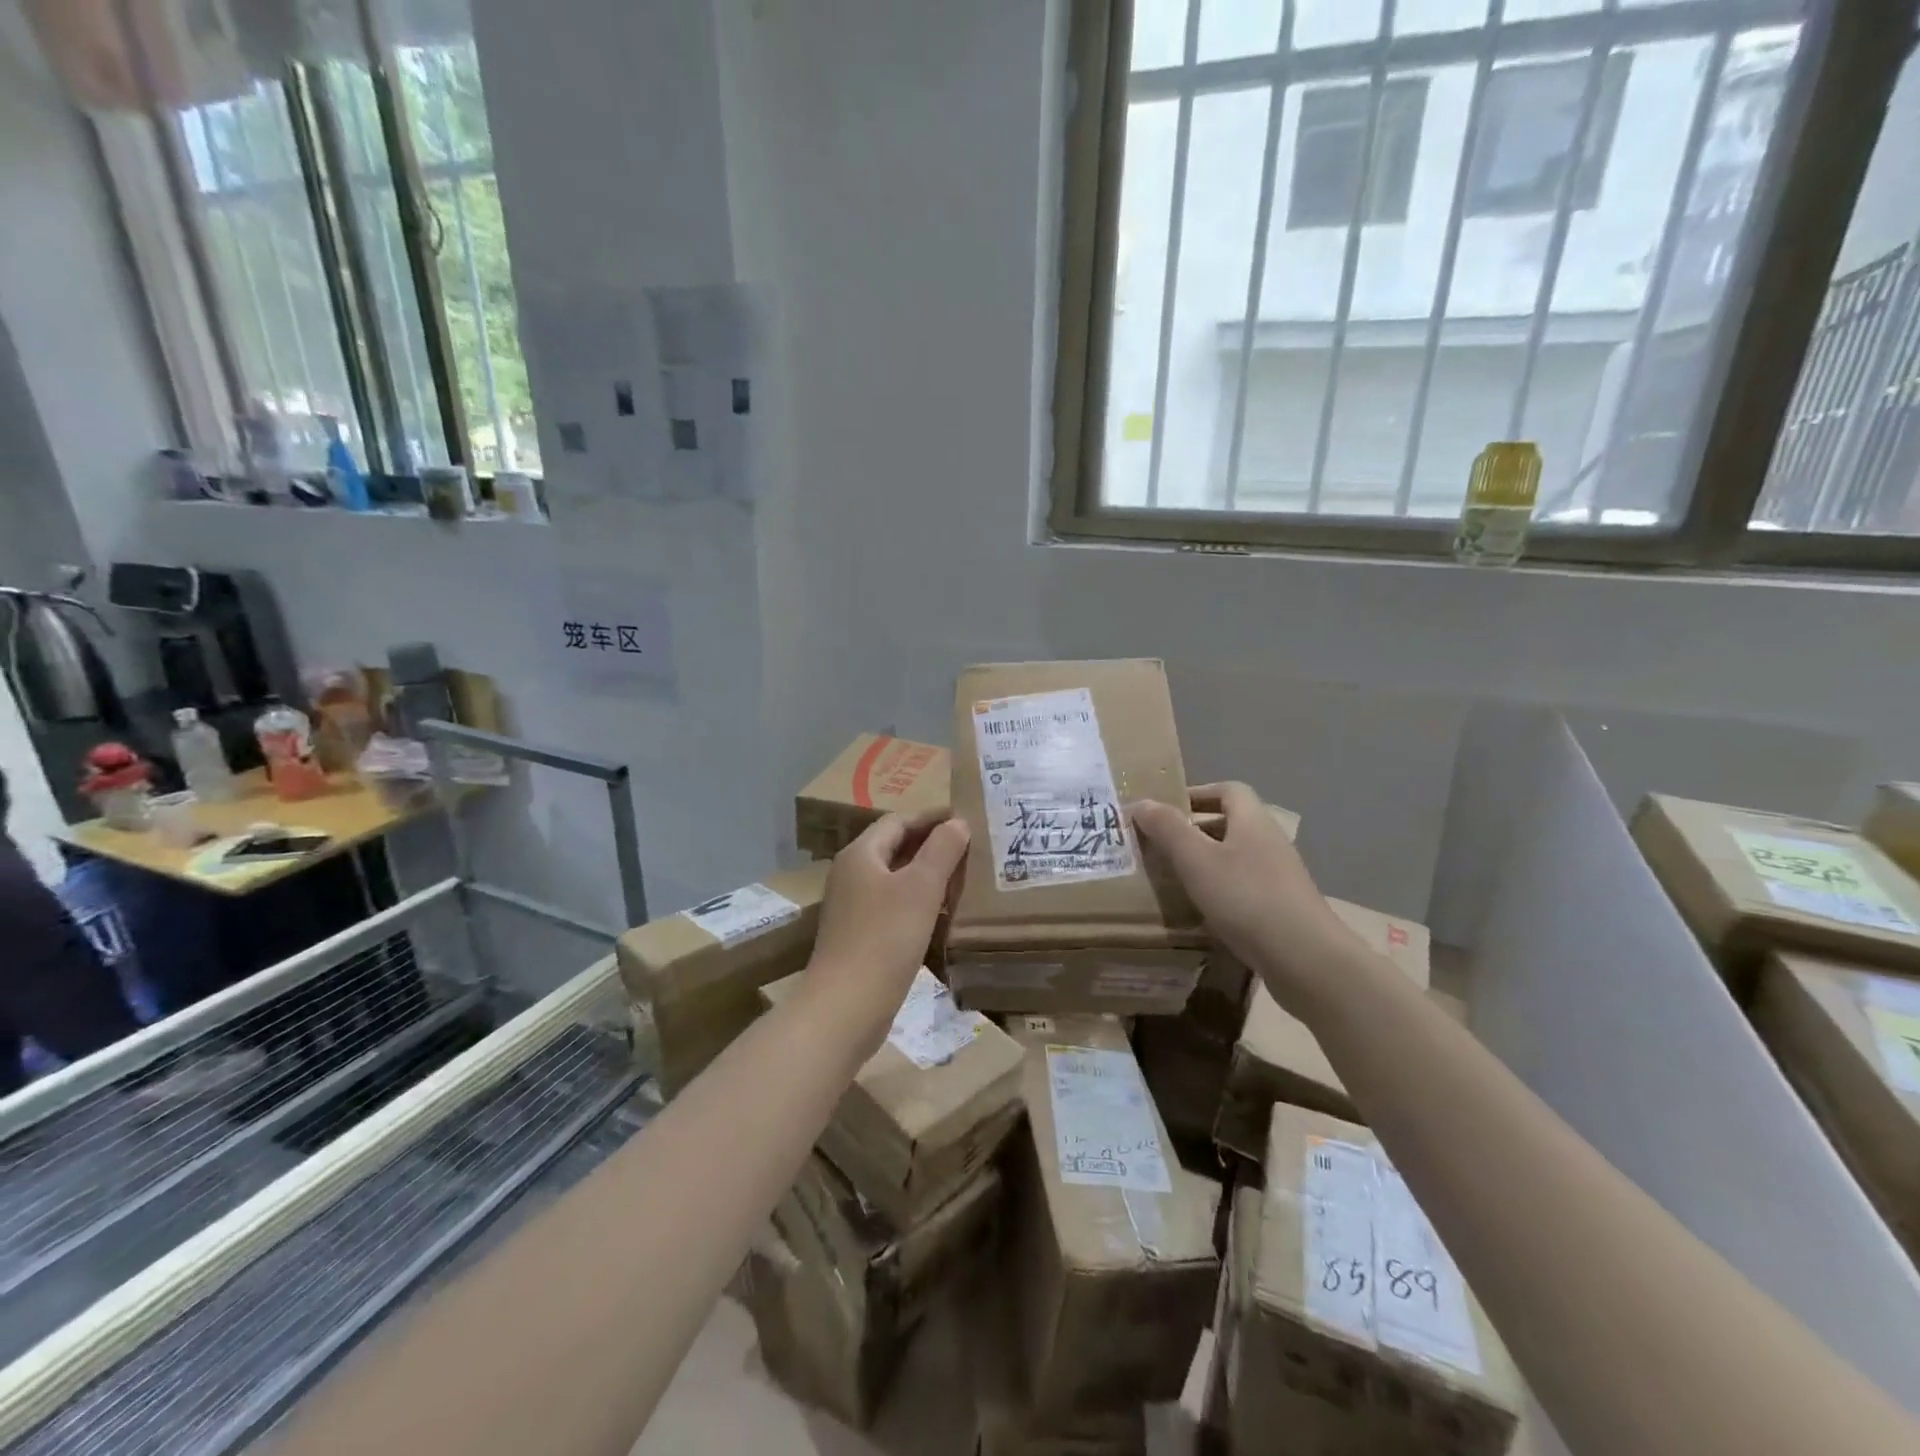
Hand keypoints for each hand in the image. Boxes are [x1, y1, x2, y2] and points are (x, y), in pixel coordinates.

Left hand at [804, 812, 971, 1059]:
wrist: (845, 1007)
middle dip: (932, 845)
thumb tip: (957, 822)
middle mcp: (851, 875)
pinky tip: (942, 914)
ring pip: (895, 879)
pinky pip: (893, 906)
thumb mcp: (920, 888)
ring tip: (963, 877)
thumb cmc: (885, 938)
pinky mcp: (859, 936)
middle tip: (970, 846)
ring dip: (927, 875)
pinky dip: (918, 902)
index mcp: (860, 855)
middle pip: (895, 848)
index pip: (899, 821)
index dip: (932, 817)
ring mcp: (852, 907)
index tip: (966, 817)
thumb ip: (941, 850)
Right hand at [1132, 782, 1356, 1009]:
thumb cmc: (1246, 898)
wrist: (1306, 959)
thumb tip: (1141, 801)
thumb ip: (1167, 828)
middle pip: (1231, 822)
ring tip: (1173, 877)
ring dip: (1206, 861)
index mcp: (1253, 821)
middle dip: (1195, 829)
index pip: (1228, 790)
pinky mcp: (1282, 908)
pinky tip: (1201, 910)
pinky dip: (1220, 889)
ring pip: (1236, 857)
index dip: (1197, 793)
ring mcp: (1280, 877)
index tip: (1166, 809)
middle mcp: (1270, 842)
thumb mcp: (1196, 860)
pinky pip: (1244, 886)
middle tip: (1160, 844)